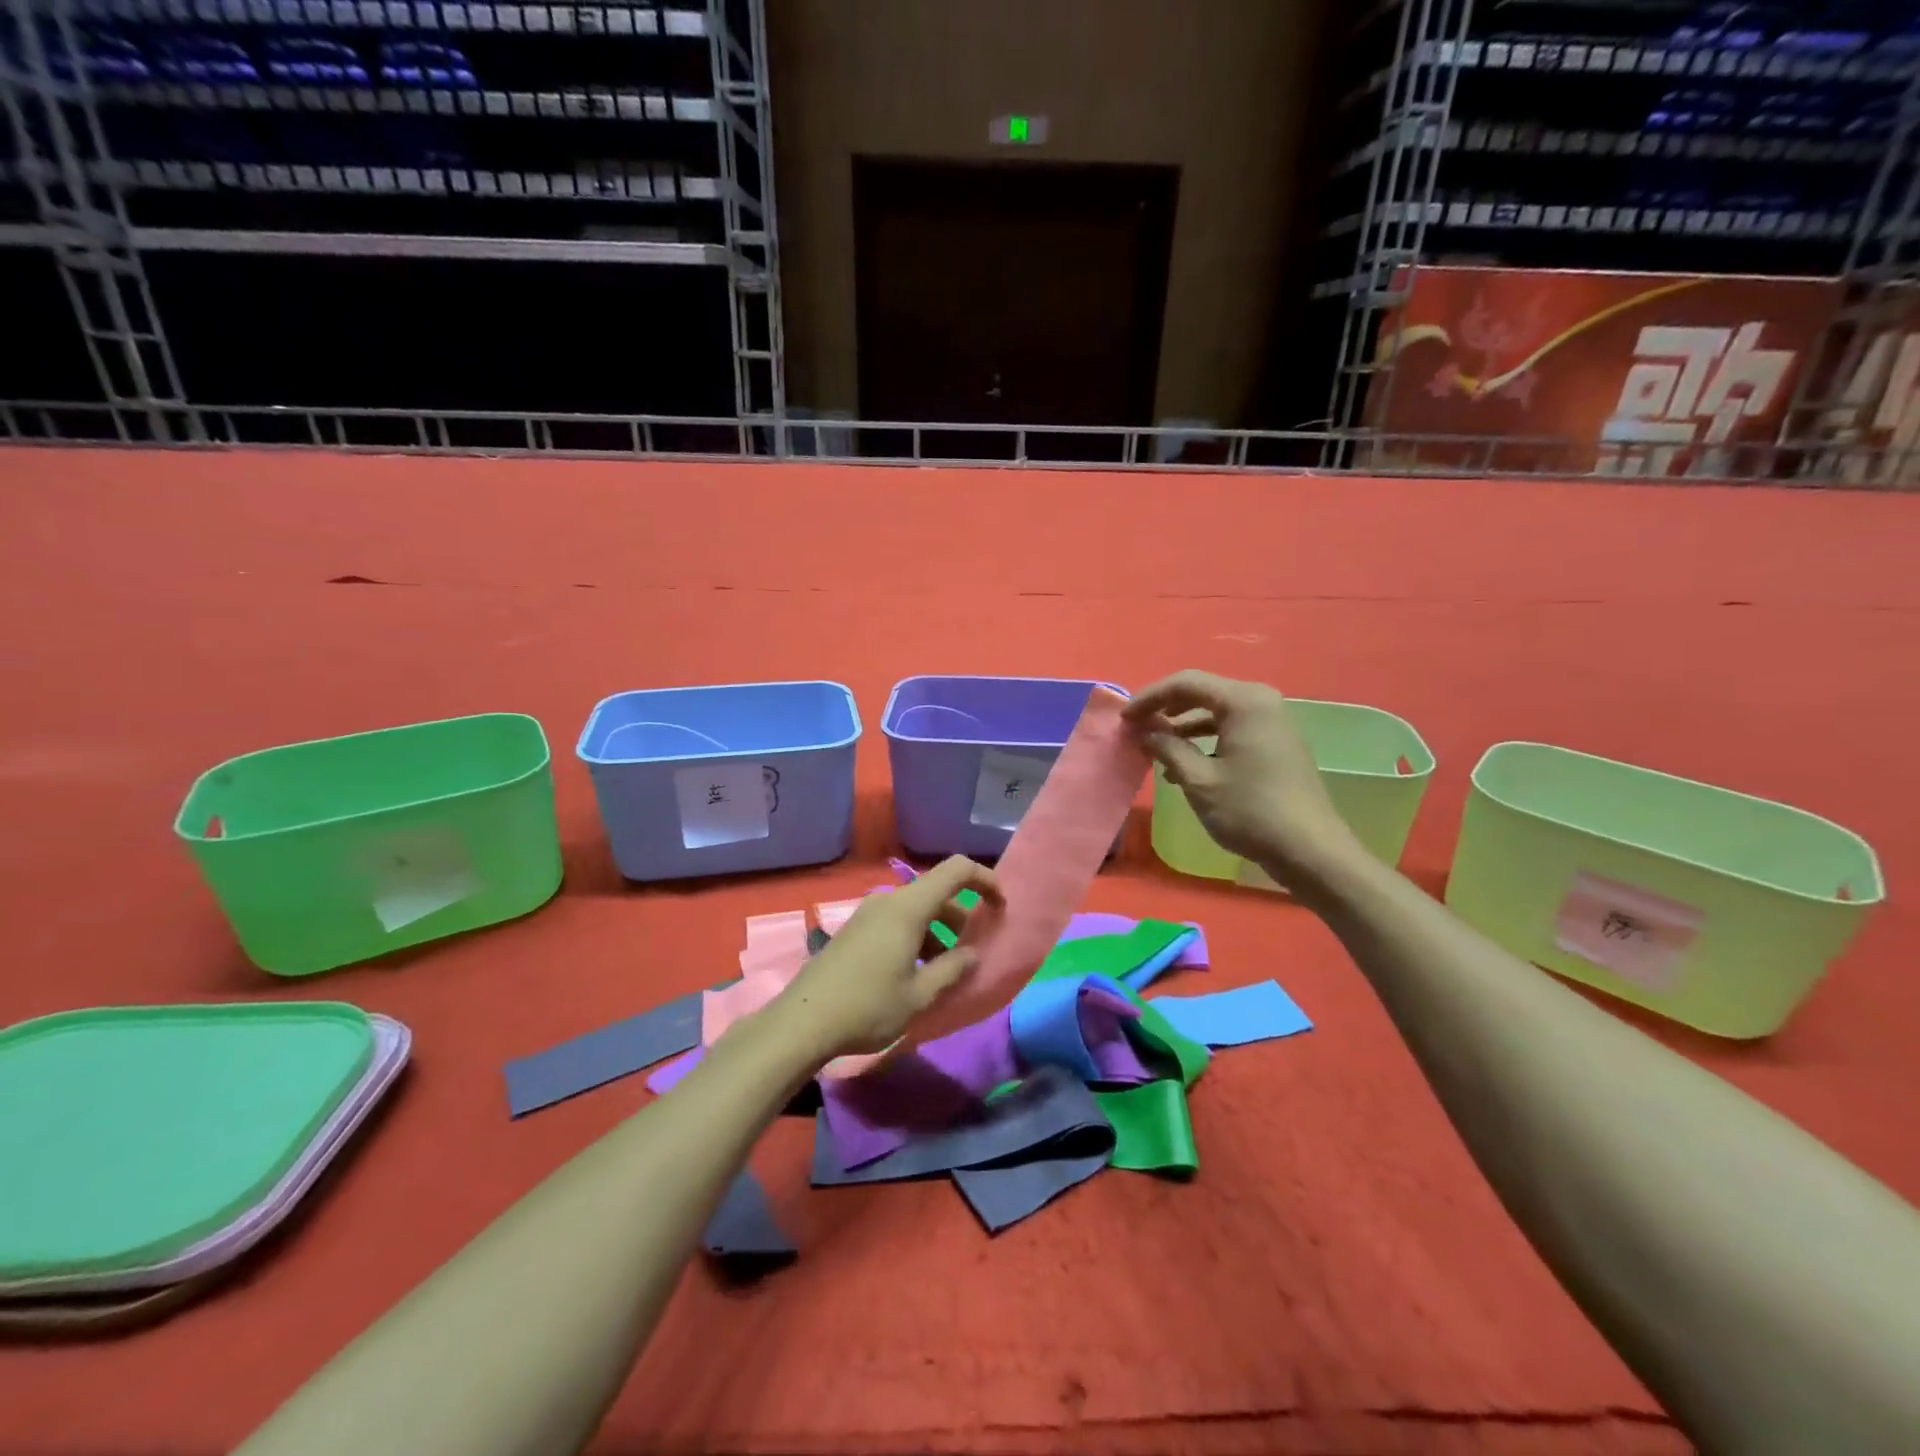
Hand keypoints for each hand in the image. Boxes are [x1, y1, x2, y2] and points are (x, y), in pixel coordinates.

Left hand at [772, 856, 1002, 1061]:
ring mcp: (867, 914)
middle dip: (962, 916)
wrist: (802, 1021)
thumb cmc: (868, 1006)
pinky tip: (916, 974)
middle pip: (936, 892)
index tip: (1001, 906)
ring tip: (947, 970)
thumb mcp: (919, 995)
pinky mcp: (854, 930)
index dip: (985, 880)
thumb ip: (952, 969)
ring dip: (938, 931)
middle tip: (976, 949)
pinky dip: (916, 937)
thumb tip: (972, 953)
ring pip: (916, 910)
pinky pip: (895, 922)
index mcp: (908, 907)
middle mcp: (888, 901)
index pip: (956, 870)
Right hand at [1123, 670, 1363, 881]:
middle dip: (1166, 709)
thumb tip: (1143, 731)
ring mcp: (1273, 723)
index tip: (1123, 719)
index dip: (1150, 697)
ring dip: (1183, 727)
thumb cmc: (1250, 810)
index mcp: (1244, 701)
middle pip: (1202, 692)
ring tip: (1155, 749)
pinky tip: (1185, 765)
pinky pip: (1232, 729)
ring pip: (1217, 712)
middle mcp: (1261, 702)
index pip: (1186, 683)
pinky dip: (1205, 740)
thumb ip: (1166, 748)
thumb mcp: (1198, 779)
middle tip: (1136, 728)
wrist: (1310, 850)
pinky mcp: (1276, 744)